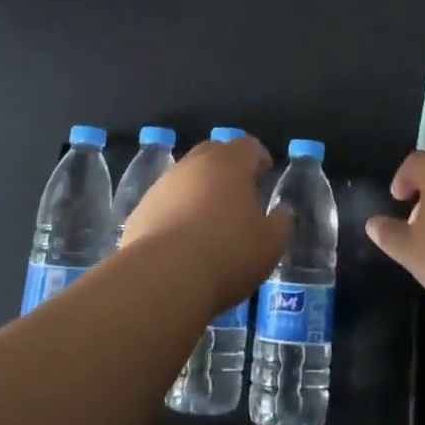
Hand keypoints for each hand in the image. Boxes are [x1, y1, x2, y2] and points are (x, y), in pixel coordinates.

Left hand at [119, 136, 289, 310]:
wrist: (162, 278)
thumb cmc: (227, 253)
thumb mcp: (270, 244)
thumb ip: (281, 223)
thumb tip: (282, 212)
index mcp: (229, 163)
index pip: (248, 146)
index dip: (258, 159)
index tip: (264, 176)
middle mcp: (194, 164)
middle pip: (214, 153)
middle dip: (227, 168)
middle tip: (239, 194)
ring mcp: (163, 185)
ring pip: (187, 177)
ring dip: (199, 190)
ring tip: (209, 221)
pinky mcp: (141, 209)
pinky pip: (166, 202)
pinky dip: (176, 212)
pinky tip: (183, 241)